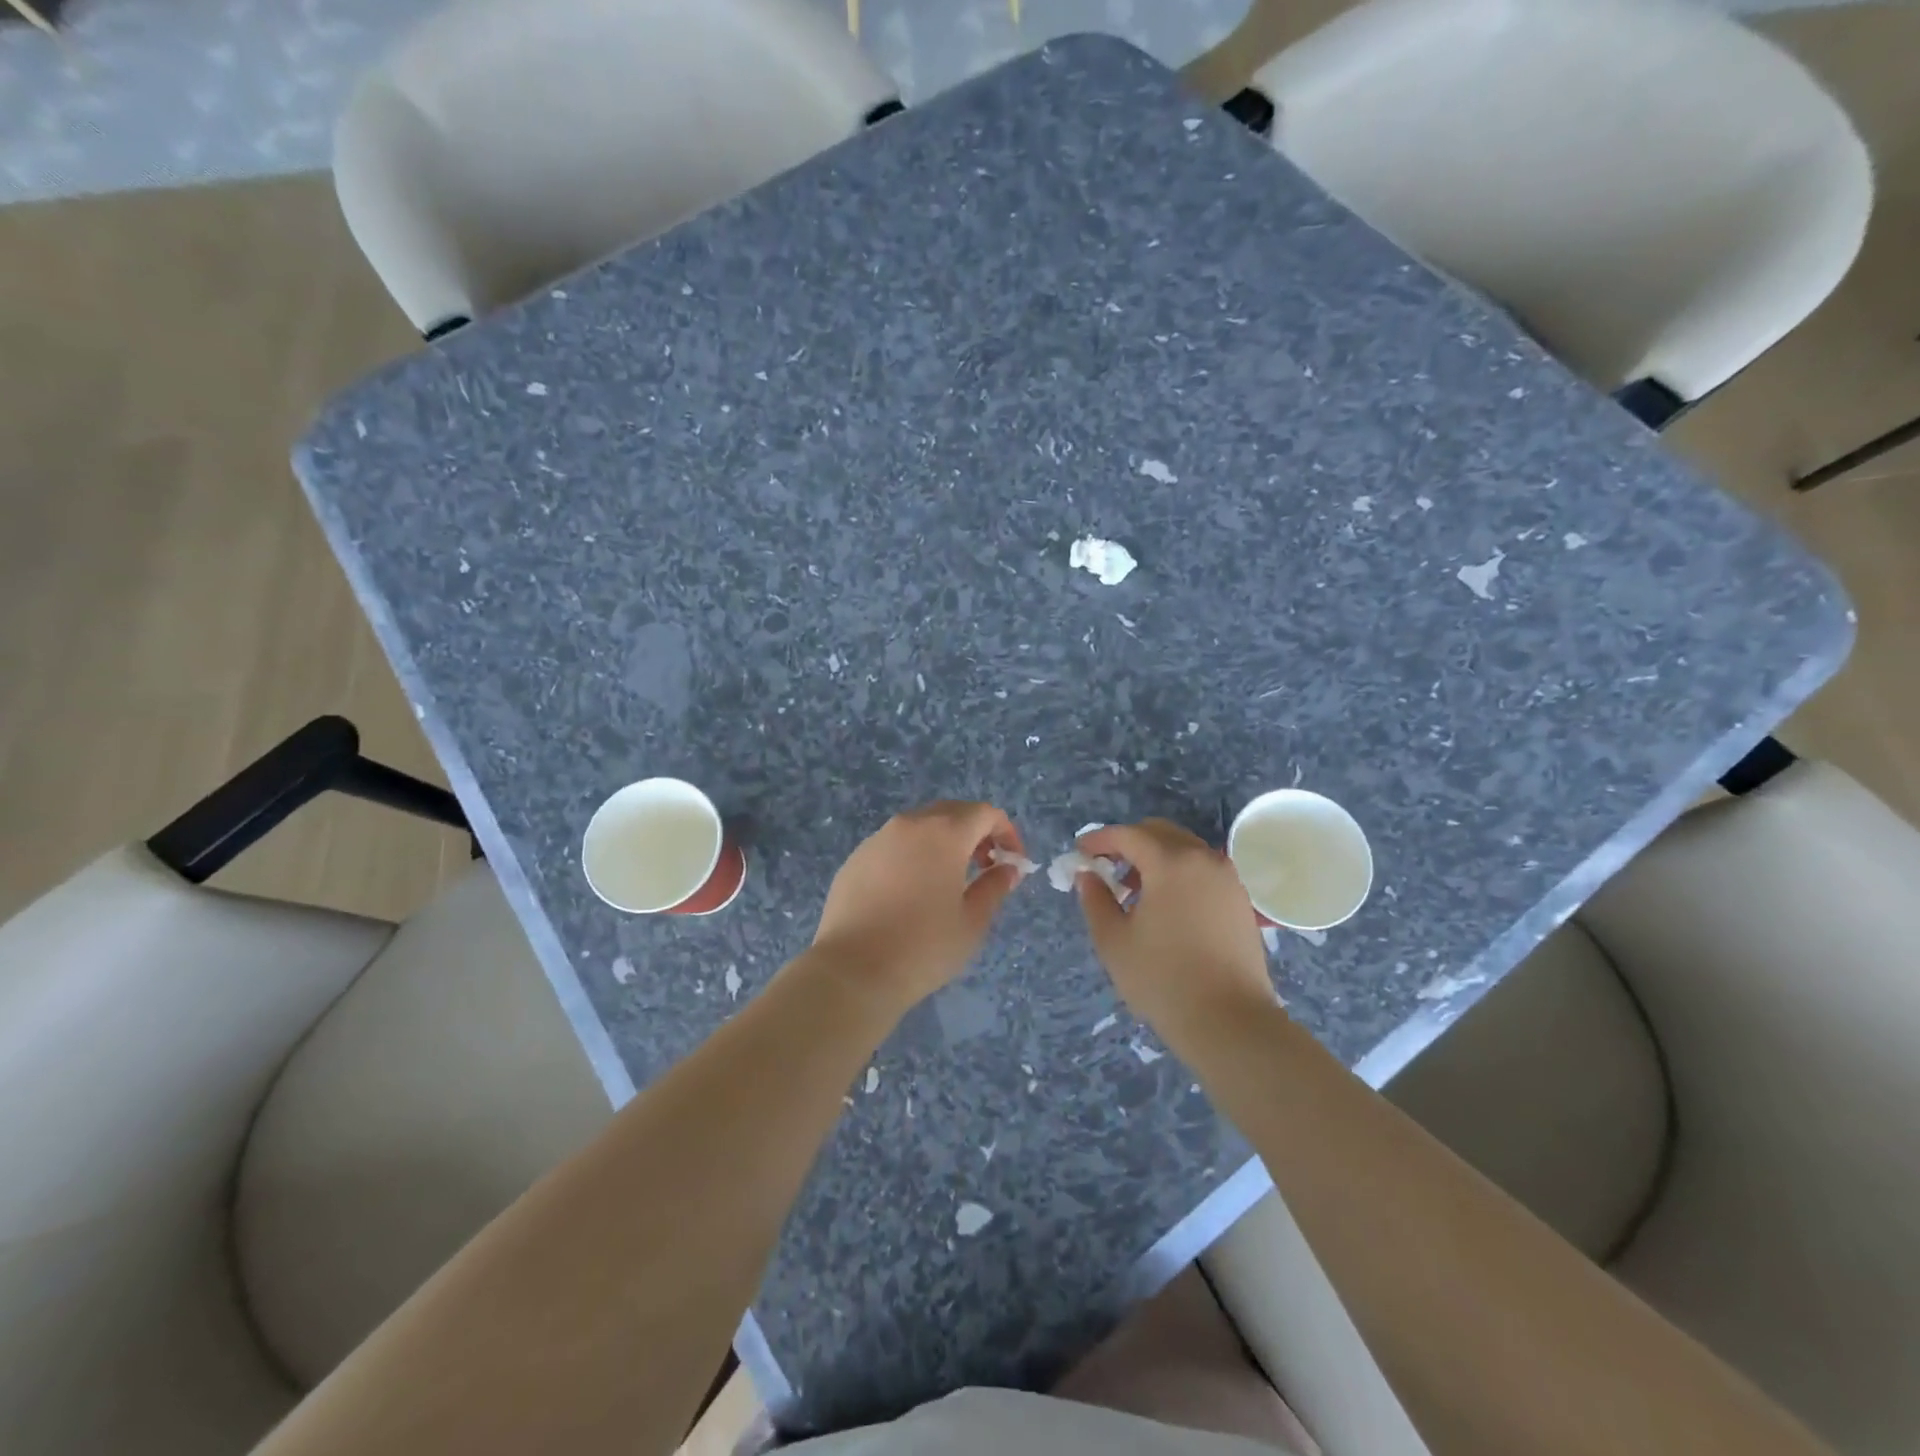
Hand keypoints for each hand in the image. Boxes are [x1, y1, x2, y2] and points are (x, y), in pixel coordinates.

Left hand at [806, 801, 1025, 1012]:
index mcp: (944, 833)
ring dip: (942, 843)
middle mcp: (910, 825)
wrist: (852, 970)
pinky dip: (913, 856)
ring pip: (920, 827)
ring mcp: (877, 839)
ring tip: (948, 881)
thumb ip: (994, 887)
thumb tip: (1007, 869)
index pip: (985, 813)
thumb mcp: (972, 922)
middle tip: (985, 867)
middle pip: (951, 812)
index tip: (1012, 862)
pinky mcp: (855, 859)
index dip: (1006, 832)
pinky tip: (910, 893)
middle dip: (975, 833)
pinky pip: (893, 845)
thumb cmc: (923, 947)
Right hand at [1076, 820, 1276, 1049]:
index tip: (1080, 853)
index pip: (1128, 835)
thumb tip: (1088, 876)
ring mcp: (1227, 878)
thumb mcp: (1113, 941)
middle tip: (1106, 867)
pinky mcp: (1240, 900)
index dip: (1099, 840)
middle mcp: (1203, 859)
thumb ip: (1095, 900)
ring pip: (1184, 849)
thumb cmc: (1163, 979)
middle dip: (1129, 843)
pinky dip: (1179, 873)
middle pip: (1160, 833)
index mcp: (1171, 862)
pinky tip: (1165, 905)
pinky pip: (1203, 870)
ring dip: (1155, 857)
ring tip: (1134, 890)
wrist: (1230, 1021)